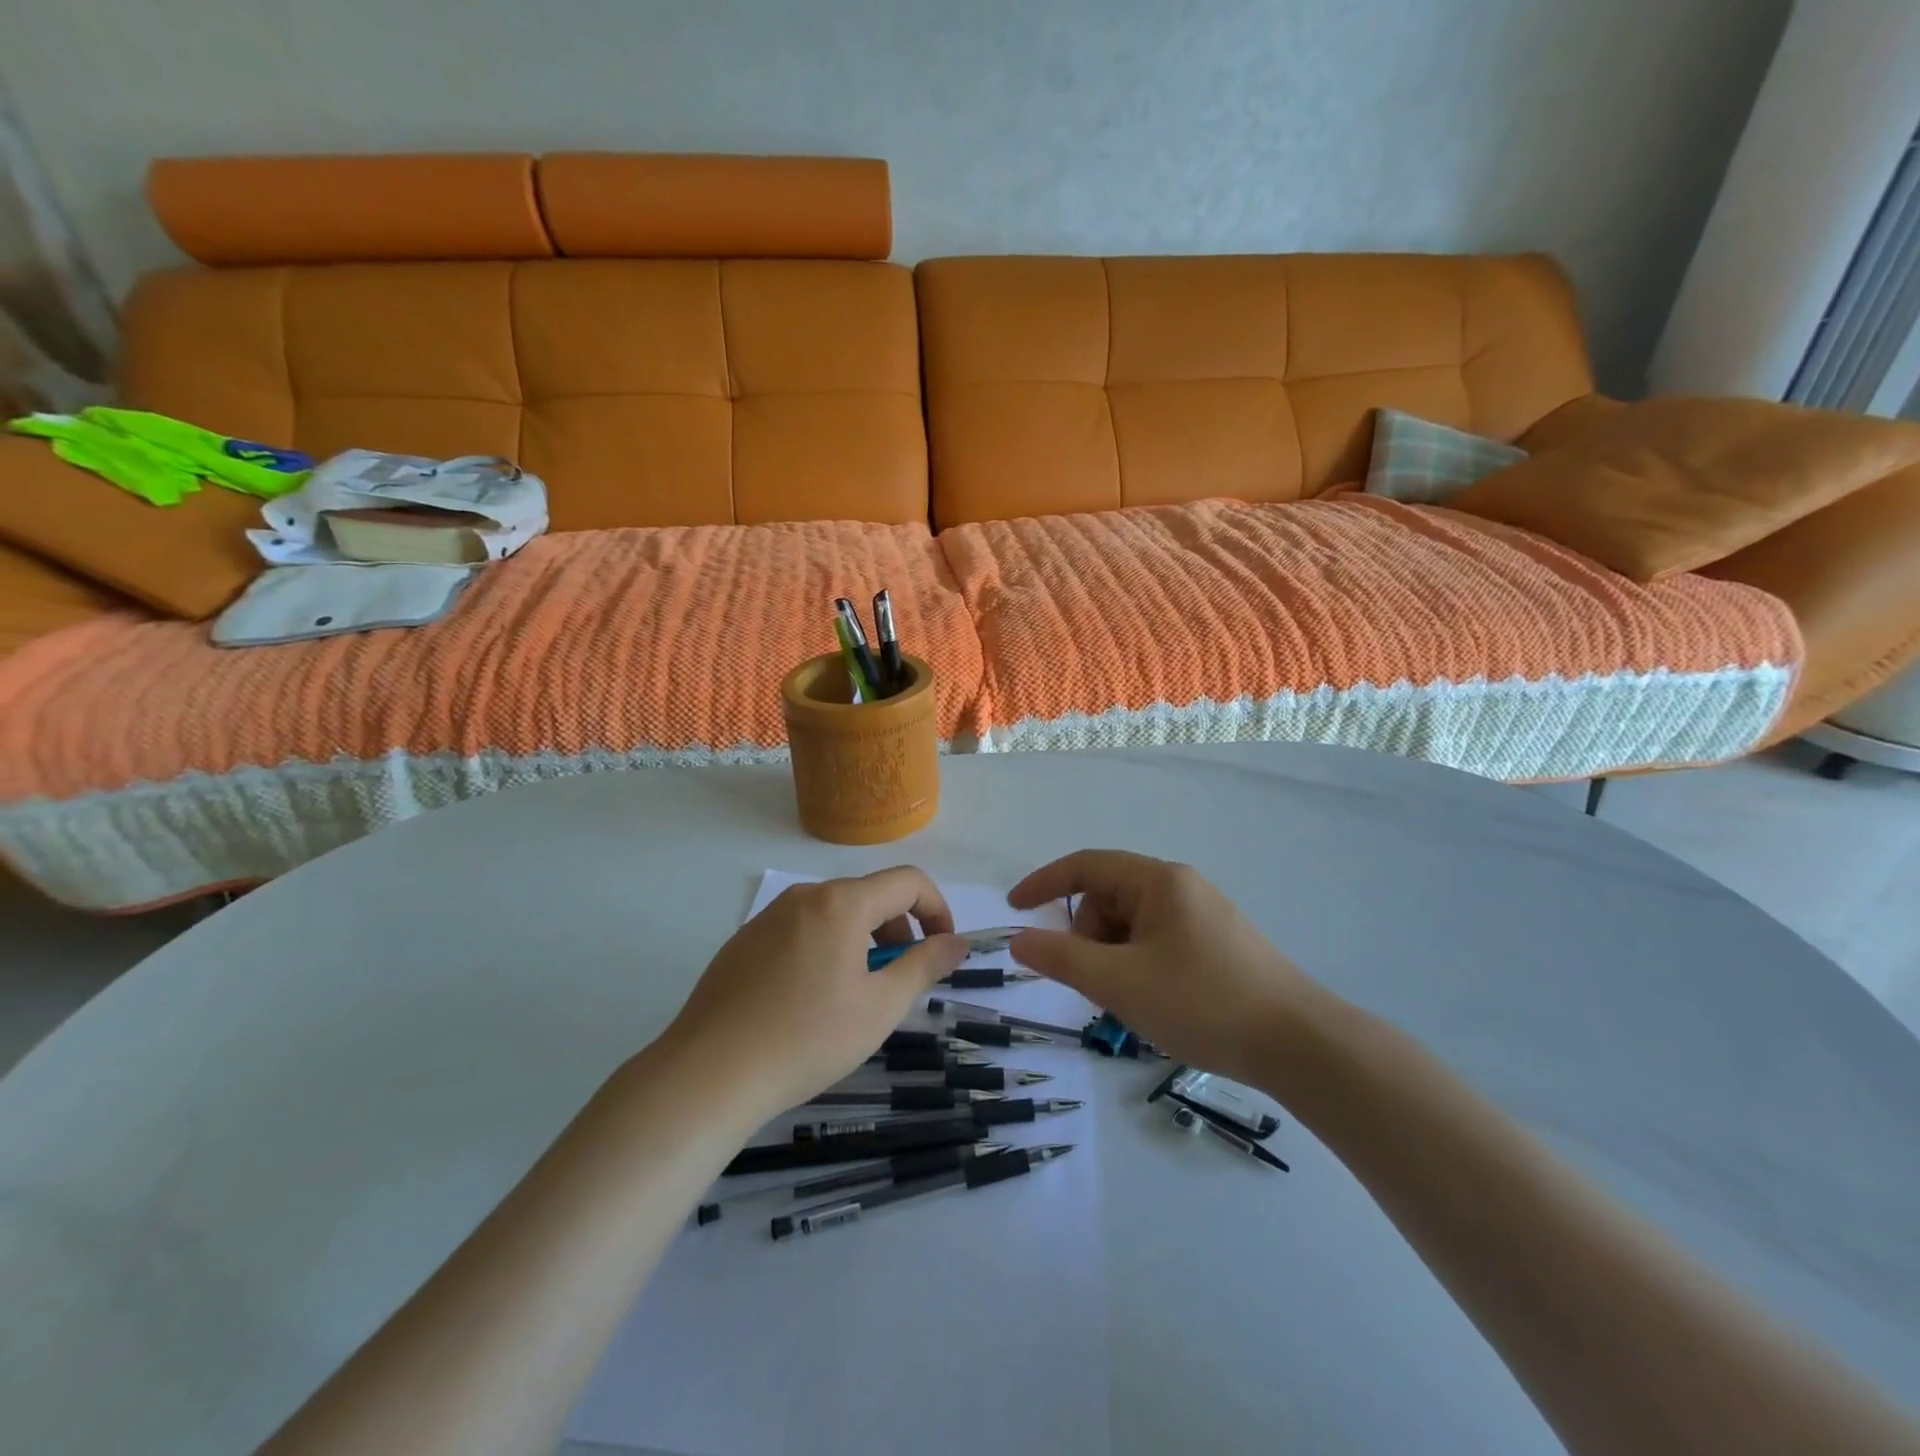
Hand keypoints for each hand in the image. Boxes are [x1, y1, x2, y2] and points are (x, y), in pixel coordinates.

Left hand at [660, 868, 967, 1118]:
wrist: (708, 1074)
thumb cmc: (807, 1039)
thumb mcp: (880, 1007)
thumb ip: (925, 965)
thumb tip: (957, 942)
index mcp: (841, 903)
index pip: (908, 881)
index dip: (937, 910)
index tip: (942, 950)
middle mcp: (804, 896)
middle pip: (869, 895)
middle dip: (898, 930)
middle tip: (899, 982)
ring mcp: (768, 917)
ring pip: (833, 913)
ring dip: (862, 941)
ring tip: (855, 996)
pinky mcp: (743, 941)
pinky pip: (800, 930)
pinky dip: (825, 950)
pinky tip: (809, 1002)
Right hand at [1007, 850, 1325, 1087]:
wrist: (1299, 1044)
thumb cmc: (1202, 1002)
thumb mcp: (1120, 982)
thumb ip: (1062, 958)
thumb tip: (1018, 940)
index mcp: (1158, 881)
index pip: (1086, 865)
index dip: (1045, 883)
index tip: (1015, 909)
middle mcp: (1181, 887)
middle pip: (1110, 898)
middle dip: (1088, 937)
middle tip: (1095, 984)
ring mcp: (1203, 915)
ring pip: (1133, 925)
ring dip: (1114, 957)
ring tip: (1130, 1001)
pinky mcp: (1219, 944)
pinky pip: (1158, 942)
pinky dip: (1139, 966)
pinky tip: (1155, 1002)